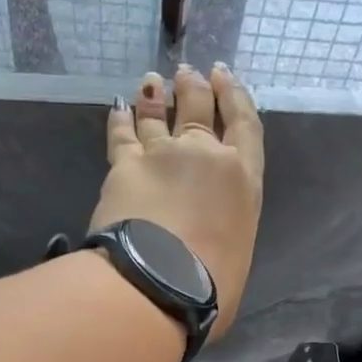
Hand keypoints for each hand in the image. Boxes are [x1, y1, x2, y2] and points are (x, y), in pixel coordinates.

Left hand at [90, 64, 263, 340]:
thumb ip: (226, 238)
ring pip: (158, 116)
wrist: (158, 284)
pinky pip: (121, 134)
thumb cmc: (210, 288)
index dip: (234, 95)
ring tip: (150, 83)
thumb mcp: (236, 260)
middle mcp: (205, 156)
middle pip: (199, 109)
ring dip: (154, 97)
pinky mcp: (124, 166)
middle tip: (187, 73)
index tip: (224, 76)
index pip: (244, 124)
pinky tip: (117, 108)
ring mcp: (162, 156)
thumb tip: (212, 248)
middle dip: (193, 87)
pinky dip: (119, 119)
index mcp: (243, 180)